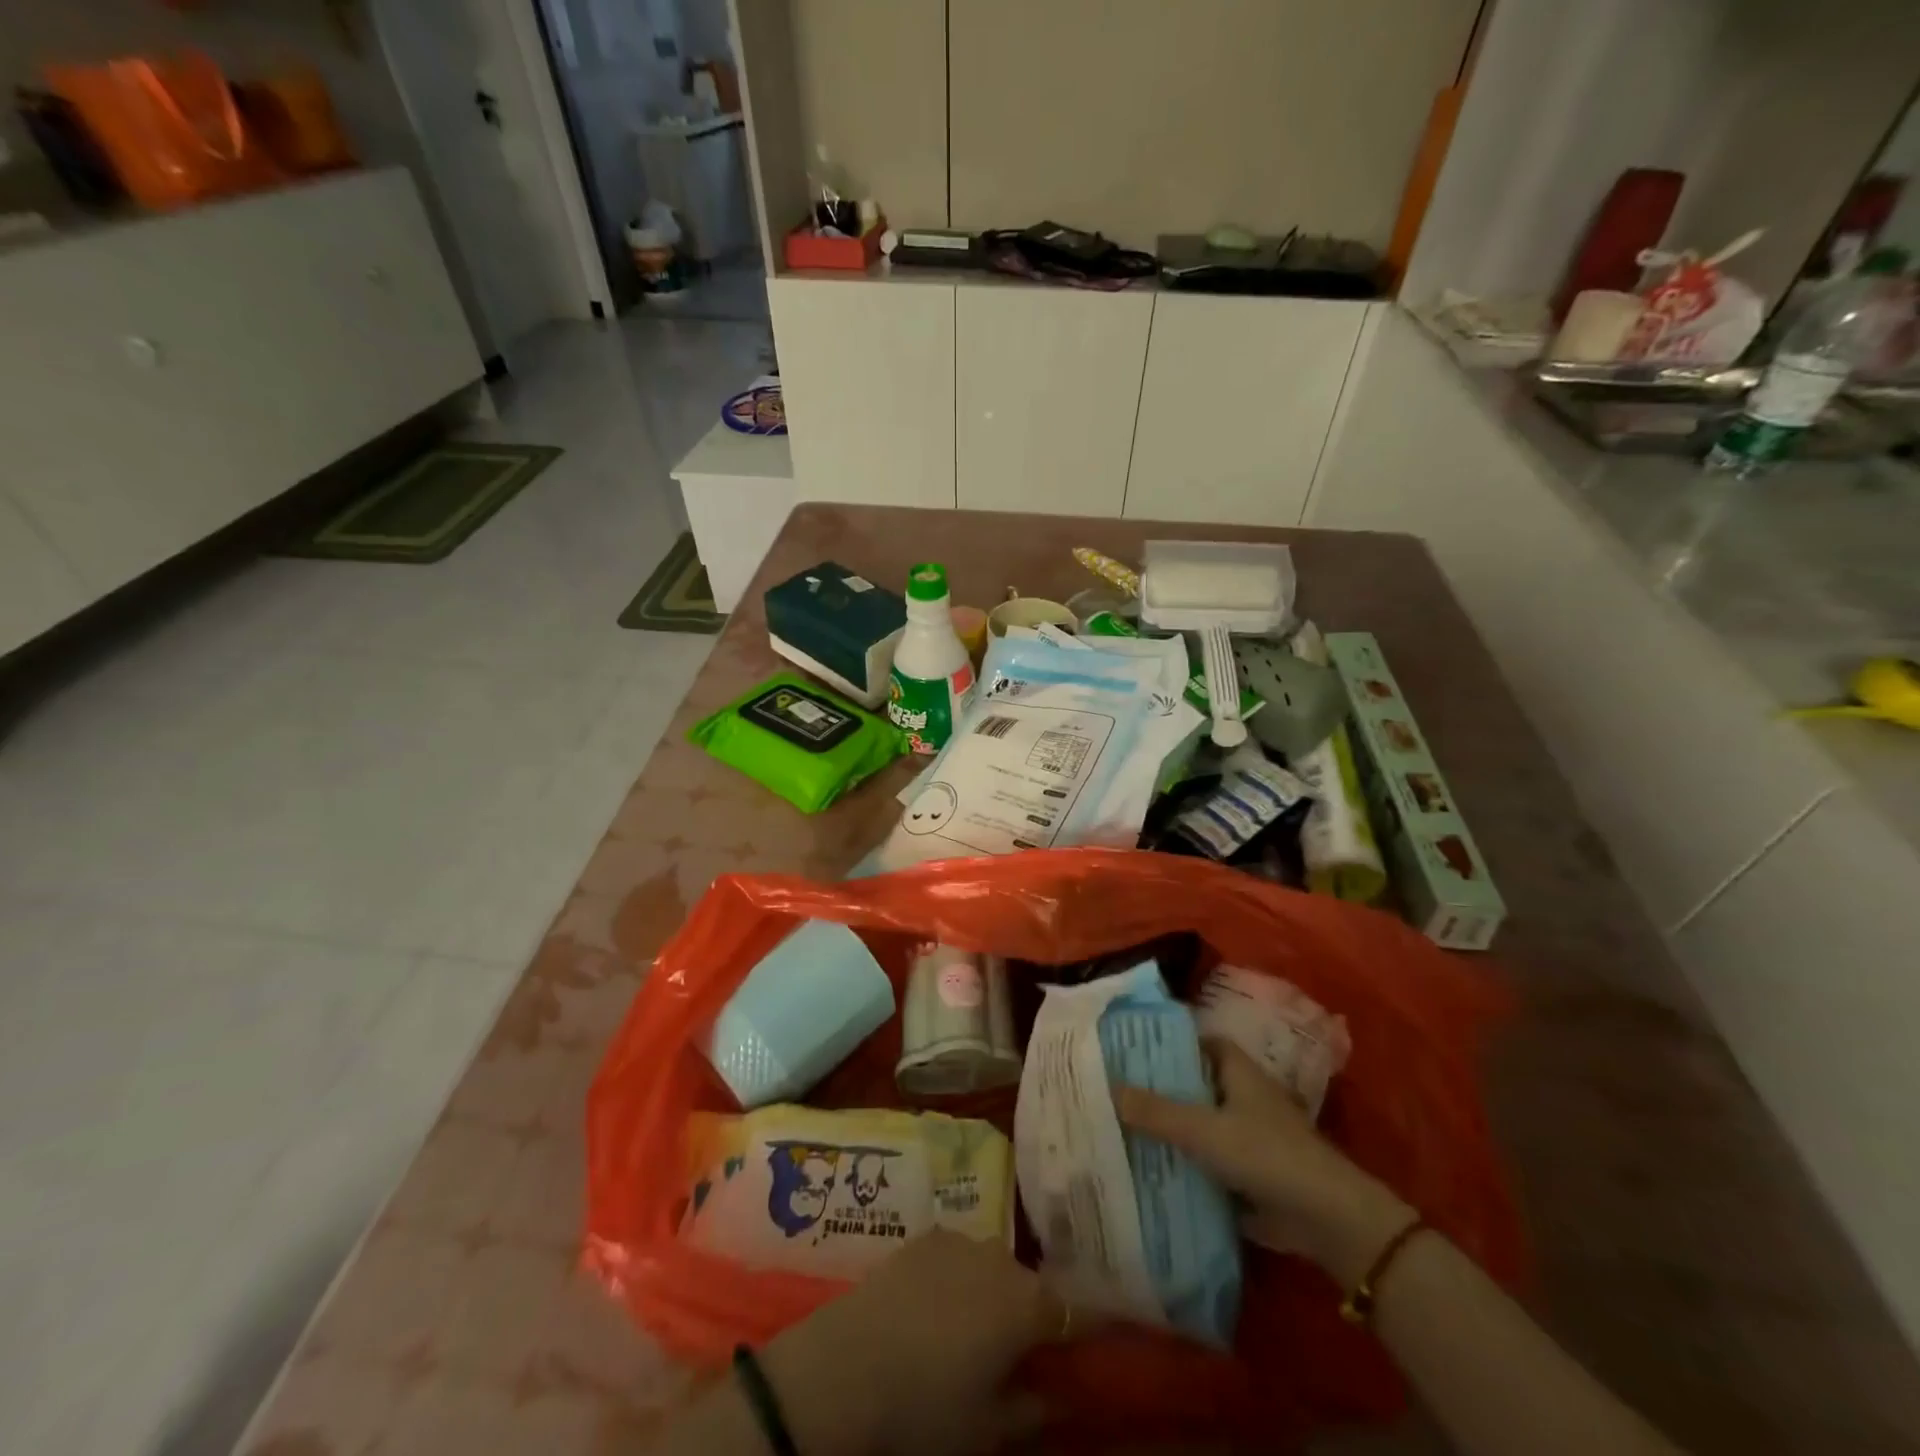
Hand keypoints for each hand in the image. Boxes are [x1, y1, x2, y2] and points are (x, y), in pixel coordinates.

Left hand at [758, 1230, 1075, 1455]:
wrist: (847, 1367)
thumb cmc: (926, 1408)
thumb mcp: (988, 1427)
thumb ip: (1034, 1405)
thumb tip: (1062, 1393)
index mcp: (1028, 1304)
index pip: (1078, 1312)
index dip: (1090, 1328)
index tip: (1096, 1342)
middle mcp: (1001, 1259)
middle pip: (1032, 1285)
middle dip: (1033, 1313)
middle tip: (1020, 1349)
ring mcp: (960, 1240)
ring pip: (993, 1267)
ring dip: (993, 1292)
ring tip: (973, 1328)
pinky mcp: (925, 1236)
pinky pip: (958, 1256)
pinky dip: (958, 1277)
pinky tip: (937, 1307)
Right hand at [1114, 1039, 1414, 1289]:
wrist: (1325, 1219)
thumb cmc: (1265, 1154)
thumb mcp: (1203, 1129)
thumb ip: (1156, 1112)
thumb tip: (1109, 1088)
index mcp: (1238, 1072)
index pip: (1201, 1043)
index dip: (1171, 1042)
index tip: (1134, 1047)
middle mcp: (1245, 1098)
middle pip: (1197, 1085)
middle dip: (1163, 1088)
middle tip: (1118, 1089)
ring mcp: (1251, 1138)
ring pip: (1202, 1125)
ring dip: (1173, 1130)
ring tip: (1124, 1128)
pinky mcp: (1252, 1176)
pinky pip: (1210, 1163)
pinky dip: (1187, 1166)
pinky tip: (1152, 1171)